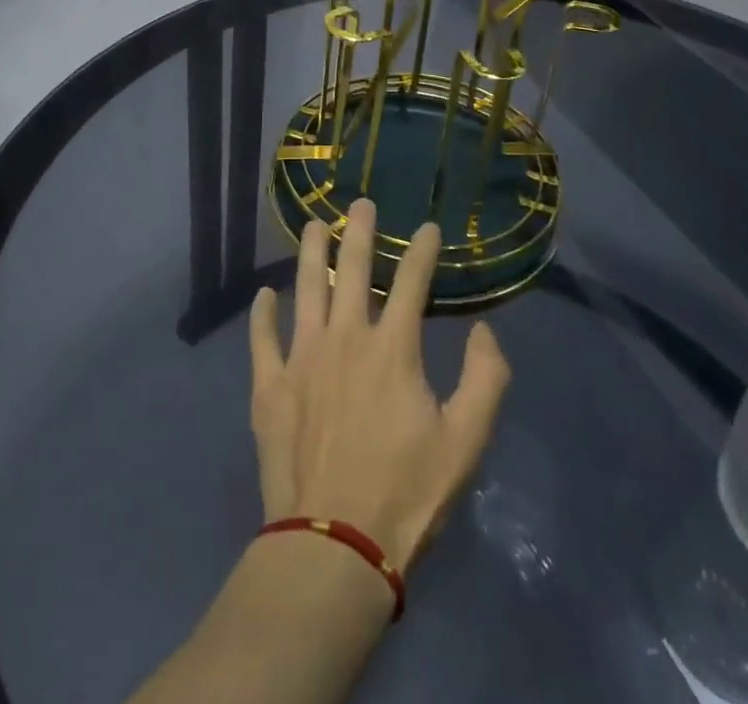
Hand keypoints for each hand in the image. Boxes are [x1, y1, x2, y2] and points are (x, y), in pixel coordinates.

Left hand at [248, 199, 510, 574]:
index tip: (428, 228)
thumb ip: (485, 379)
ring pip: (305, 289)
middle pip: (352, 270)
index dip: (422, 250)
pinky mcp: (270, 387)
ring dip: (310, 253)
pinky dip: (262, 313)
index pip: (413, 281)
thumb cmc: (405, 493)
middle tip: (361, 203)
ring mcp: (302, 358)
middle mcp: (345, 337)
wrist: (333, 545)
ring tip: (312, 226)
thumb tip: (483, 330)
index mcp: (392, 347)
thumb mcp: (466, 442)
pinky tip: (263, 294)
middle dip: (360, 232)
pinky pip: (262, 338)